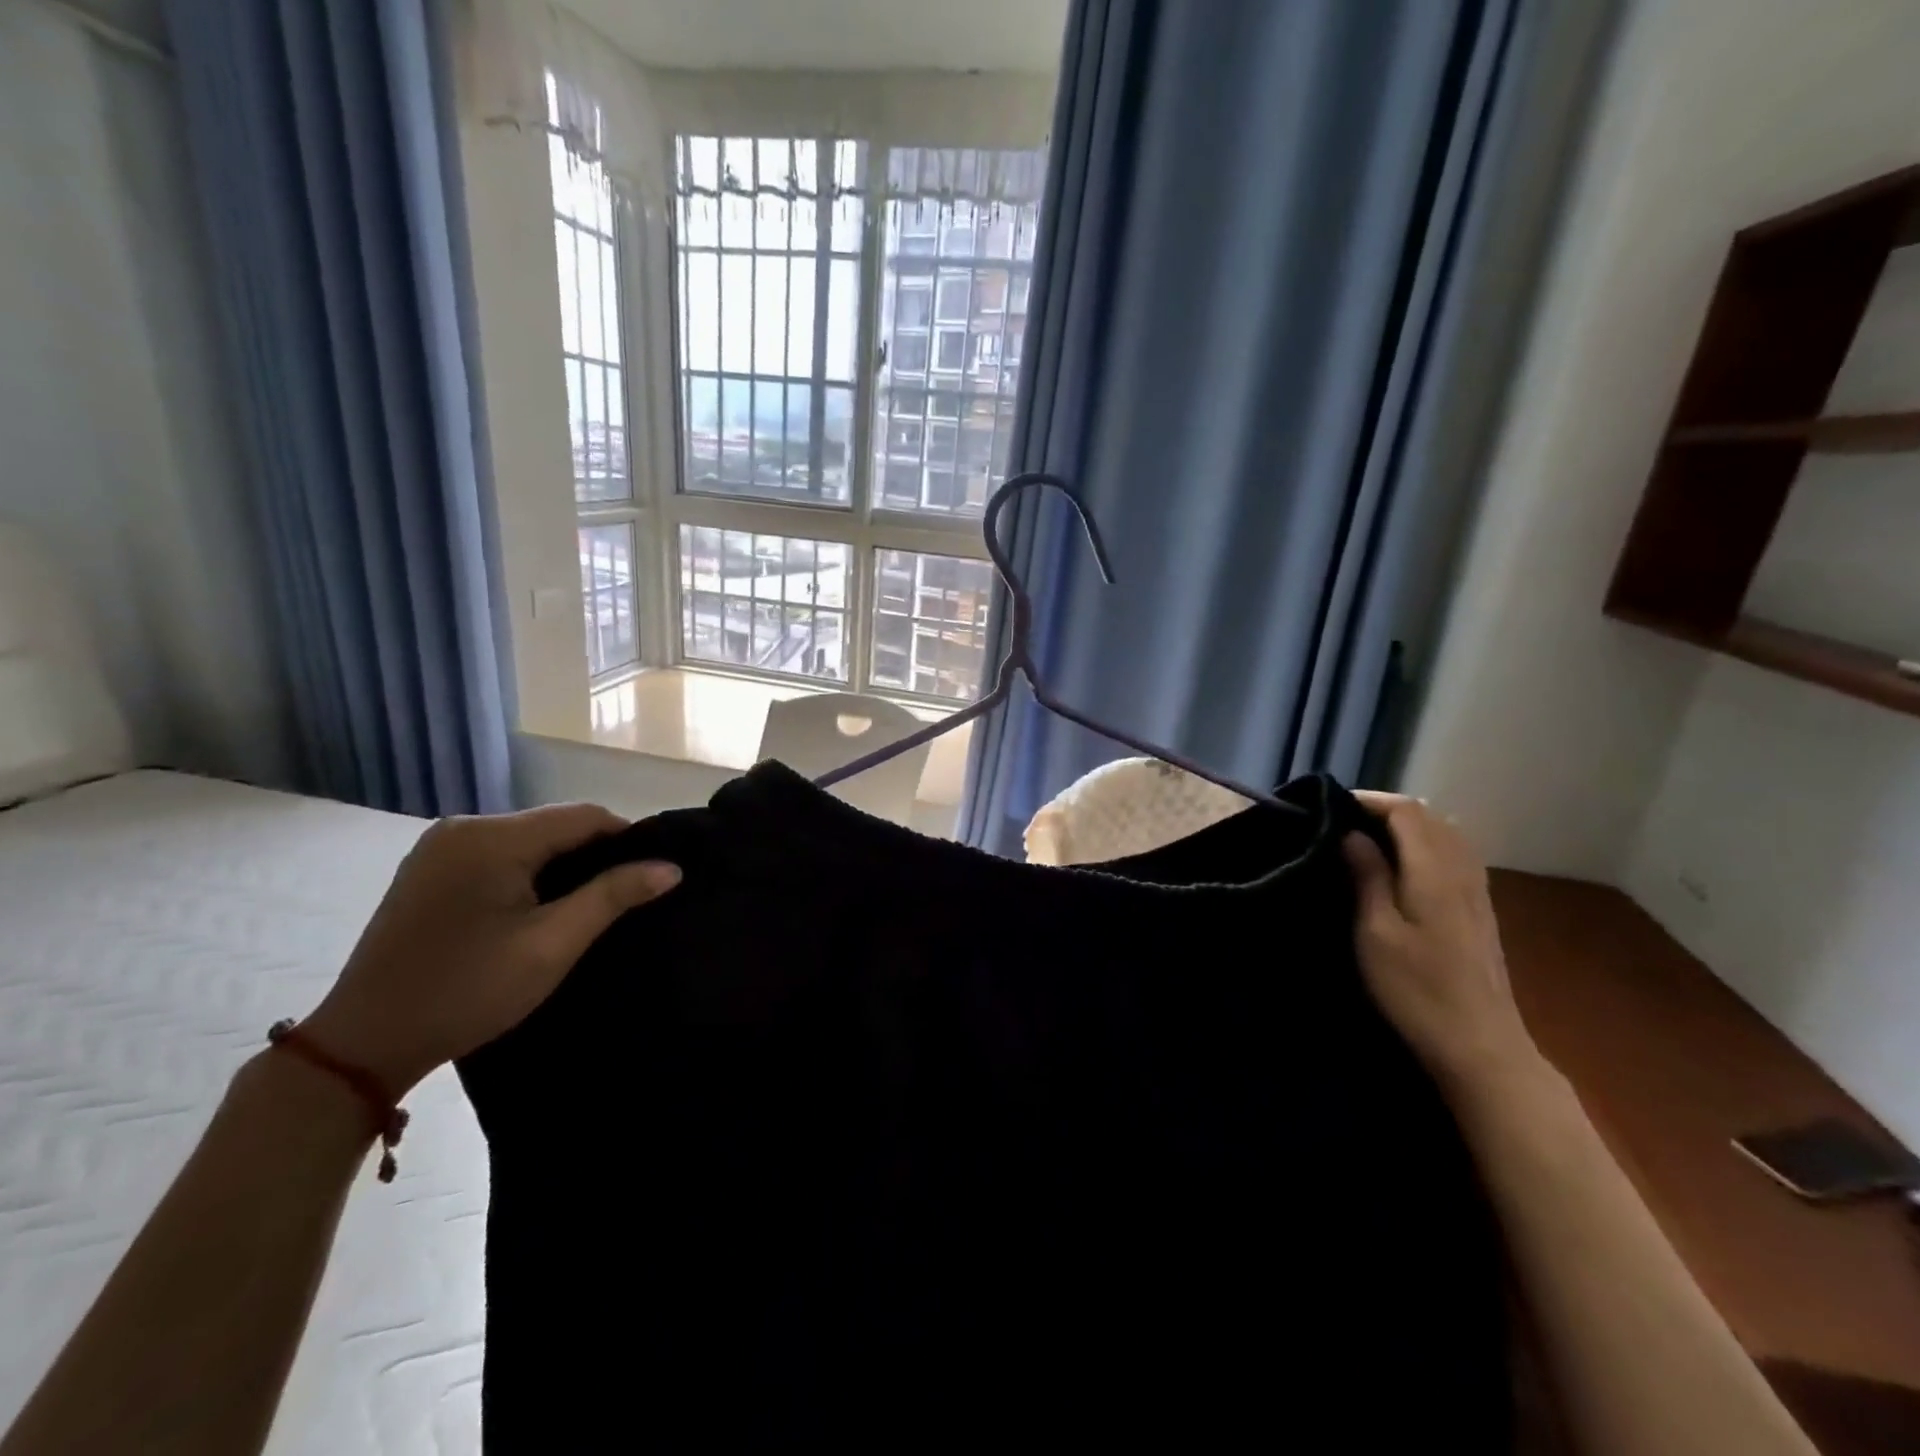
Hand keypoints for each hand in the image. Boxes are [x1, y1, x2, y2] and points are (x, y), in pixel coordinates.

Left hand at [301, 804, 679, 1095]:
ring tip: (587, 903)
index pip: (583, 815)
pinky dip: (528, 872)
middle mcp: (463, 827)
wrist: (363, 1044)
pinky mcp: (427, 869)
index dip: (626, 838)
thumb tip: (671, 868)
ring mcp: (439, 847)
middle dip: (593, 853)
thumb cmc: (467, 992)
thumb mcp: (552, 945)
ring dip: (561, 864)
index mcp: (492, 837)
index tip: (652, 873)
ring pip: (527, 840)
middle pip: (553, 824)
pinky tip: (538, 905)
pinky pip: (497, 854)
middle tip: (623, 895)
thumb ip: (613, 896)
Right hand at [1342, 793, 1544, 1094]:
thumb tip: (1352, 834)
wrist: (1480, 1046)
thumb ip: (1367, 875)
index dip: (1369, 801)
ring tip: (1366, 839)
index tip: (1330, 807)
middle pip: (1429, 817)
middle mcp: (1462, 871)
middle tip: (1342, 821)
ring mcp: (1477, 890)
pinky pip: (1454, 855)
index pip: (1406, 812)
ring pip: (1445, 834)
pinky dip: (1425, 845)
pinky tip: (1402, 867)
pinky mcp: (1480, 910)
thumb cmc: (1417, 989)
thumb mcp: (1375, 931)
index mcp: (1435, 871)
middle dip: (1385, 810)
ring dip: (1406, 827)